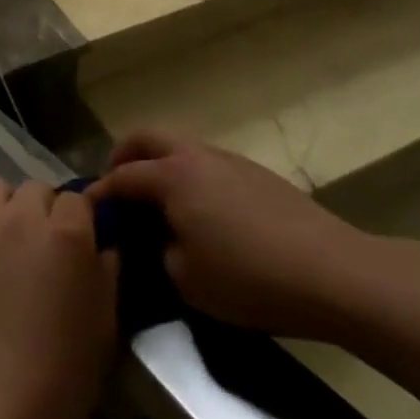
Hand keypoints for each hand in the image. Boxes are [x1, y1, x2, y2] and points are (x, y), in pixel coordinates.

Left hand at [0, 179, 118, 418]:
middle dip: (48, 210)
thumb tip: (106, 247)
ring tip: (14, 243)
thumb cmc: (58, 375)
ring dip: (10, 207)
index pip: (79, 198)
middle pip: (38, 189)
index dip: (84, 219)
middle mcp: (23, 217)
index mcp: (67, 234)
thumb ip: (107, 276)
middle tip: (50, 249)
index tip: (86, 244)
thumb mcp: (103, 330)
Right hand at [90, 128, 376, 340]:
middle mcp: (195, 156)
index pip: (122, 177)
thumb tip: (158, 240)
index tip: (86, 209)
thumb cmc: (250, 277)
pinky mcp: (257, 173)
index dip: (100, 193)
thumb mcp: (187, 280)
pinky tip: (202, 210)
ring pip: (180, 146)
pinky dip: (190, 175)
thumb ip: (159, 252)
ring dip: (160, 163)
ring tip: (158, 200)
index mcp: (171, 176)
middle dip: (125, 156)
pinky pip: (207, 163)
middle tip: (116, 185)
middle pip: (147, 138)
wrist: (333, 272)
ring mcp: (229, 160)